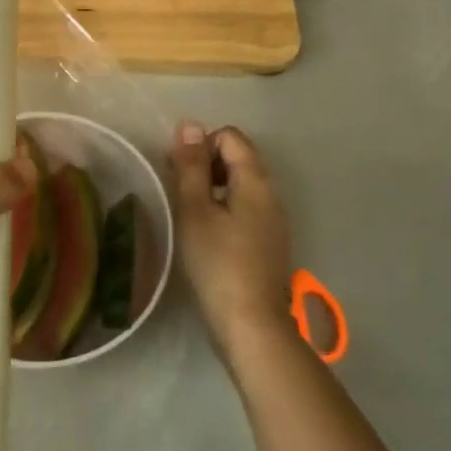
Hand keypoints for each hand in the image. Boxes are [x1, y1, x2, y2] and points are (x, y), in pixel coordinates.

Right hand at [169, 123, 292, 363]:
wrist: (252, 325)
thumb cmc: (218, 263)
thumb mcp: (195, 210)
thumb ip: (191, 166)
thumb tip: (190, 125)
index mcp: (256, 181)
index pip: (230, 137)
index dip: (201, 144)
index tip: (177, 171)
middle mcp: (271, 195)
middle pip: (238, 158)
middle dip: (205, 164)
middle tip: (177, 191)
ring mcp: (273, 221)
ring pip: (240, 186)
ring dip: (211, 188)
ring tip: (186, 213)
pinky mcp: (268, 244)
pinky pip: (245, 209)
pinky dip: (222, 210)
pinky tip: (205, 236)